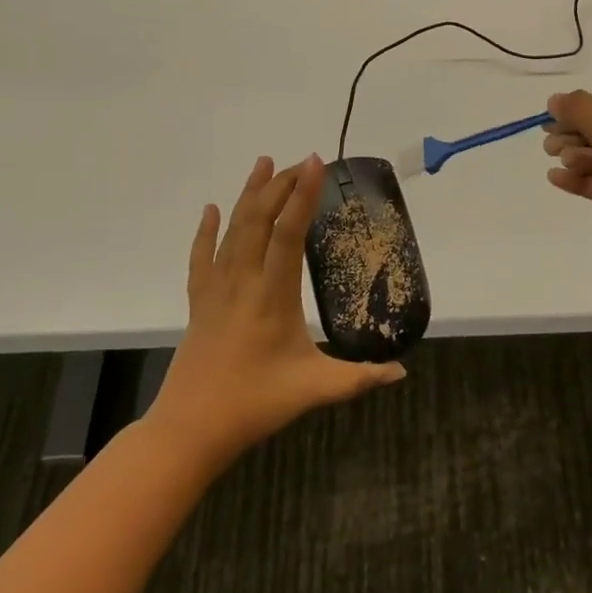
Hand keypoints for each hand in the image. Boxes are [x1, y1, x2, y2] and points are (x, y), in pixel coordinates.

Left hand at [148, 155, 405, 468]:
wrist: (190, 430)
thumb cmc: (255, 404)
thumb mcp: (315, 390)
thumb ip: (360, 378)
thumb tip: (401, 371)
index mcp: (273, 295)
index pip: (289, 233)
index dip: (303, 195)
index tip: (315, 163)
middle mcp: (242, 281)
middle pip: (259, 220)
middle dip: (280, 186)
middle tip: (301, 162)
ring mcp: (216, 289)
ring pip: (231, 230)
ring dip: (249, 194)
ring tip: (264, 163)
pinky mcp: (199, 302)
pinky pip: (201, 256)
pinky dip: (205, 230)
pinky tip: (211, 209)